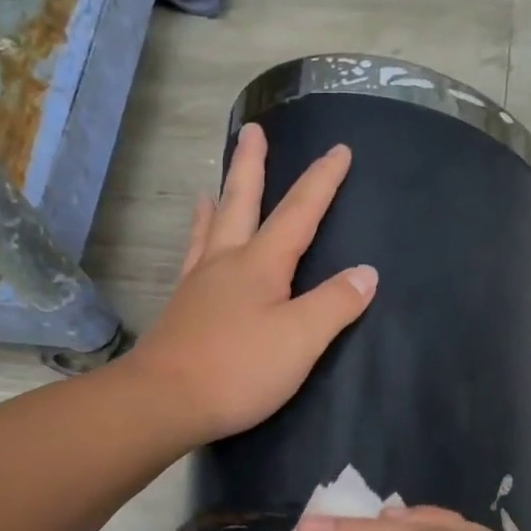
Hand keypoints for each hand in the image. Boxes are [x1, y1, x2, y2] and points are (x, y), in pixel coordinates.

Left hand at [125, 124, 376, 443]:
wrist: (165, 400)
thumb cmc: (239, 369)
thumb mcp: (301, 339)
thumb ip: (335, 304)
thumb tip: (366, 273)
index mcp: (260, 264)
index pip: (299, 213)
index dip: (322, 181)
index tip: (338, 150)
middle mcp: (226, 262)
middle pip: (241, 202)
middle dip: (251, 166)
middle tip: (252, 130)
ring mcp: (198, 284)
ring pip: (211, 227)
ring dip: (219, 198)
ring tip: (214, 181)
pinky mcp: (181, 309)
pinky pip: (192, 257)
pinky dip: (197, 238)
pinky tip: (196, 246)